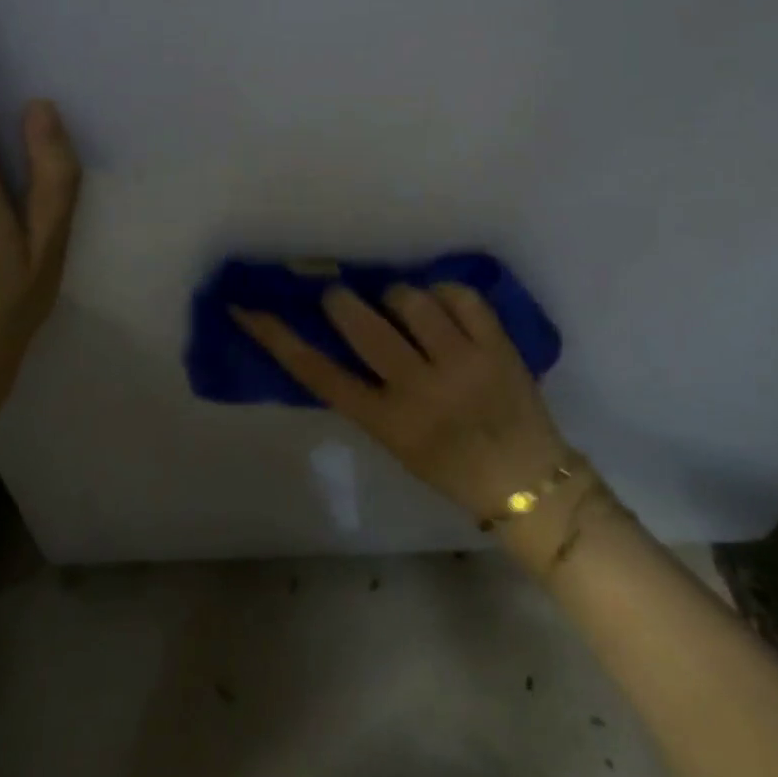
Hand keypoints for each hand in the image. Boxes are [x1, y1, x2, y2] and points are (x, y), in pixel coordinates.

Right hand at [232, 285, 594, 530]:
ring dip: (399, 297)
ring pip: (410, 298)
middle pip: (361, 322)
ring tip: (406, 308)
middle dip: (342, 301)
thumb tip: (340, 333)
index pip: (318, 372)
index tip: (248, 307)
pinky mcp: (497, 345)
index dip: (278, 337)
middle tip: (343, 298)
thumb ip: (367, 392)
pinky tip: (444, 308)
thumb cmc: (452, 468)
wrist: (529, 483)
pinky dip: (444, 294)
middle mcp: (420, 389)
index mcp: (387, 422)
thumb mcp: (396, 440)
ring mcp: (462, 363)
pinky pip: (458, 294)